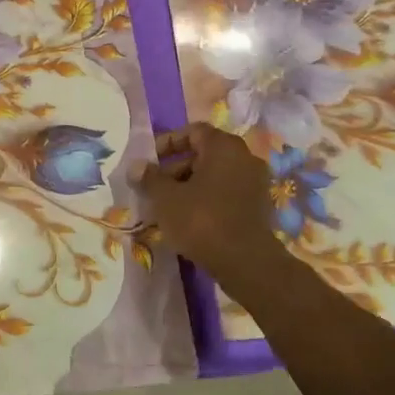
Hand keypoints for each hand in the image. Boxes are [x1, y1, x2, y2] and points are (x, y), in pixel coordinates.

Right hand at [134, 124, 285, 283]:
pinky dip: (206, 200)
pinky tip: (188, 220)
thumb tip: (136, 166)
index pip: (193, 132)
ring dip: (189, 187)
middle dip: (175, 169)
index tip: (149, 161)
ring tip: (166, 208)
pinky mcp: (258, 207)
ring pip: (214, 177)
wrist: (246, 263)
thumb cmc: (202, 220)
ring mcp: (255, 183)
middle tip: (153, 188)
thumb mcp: (166, 198)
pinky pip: (226, 194)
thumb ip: (149, 178)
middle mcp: (245, 158)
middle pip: (204, 154)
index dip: (168, 142)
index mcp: (224, 147)